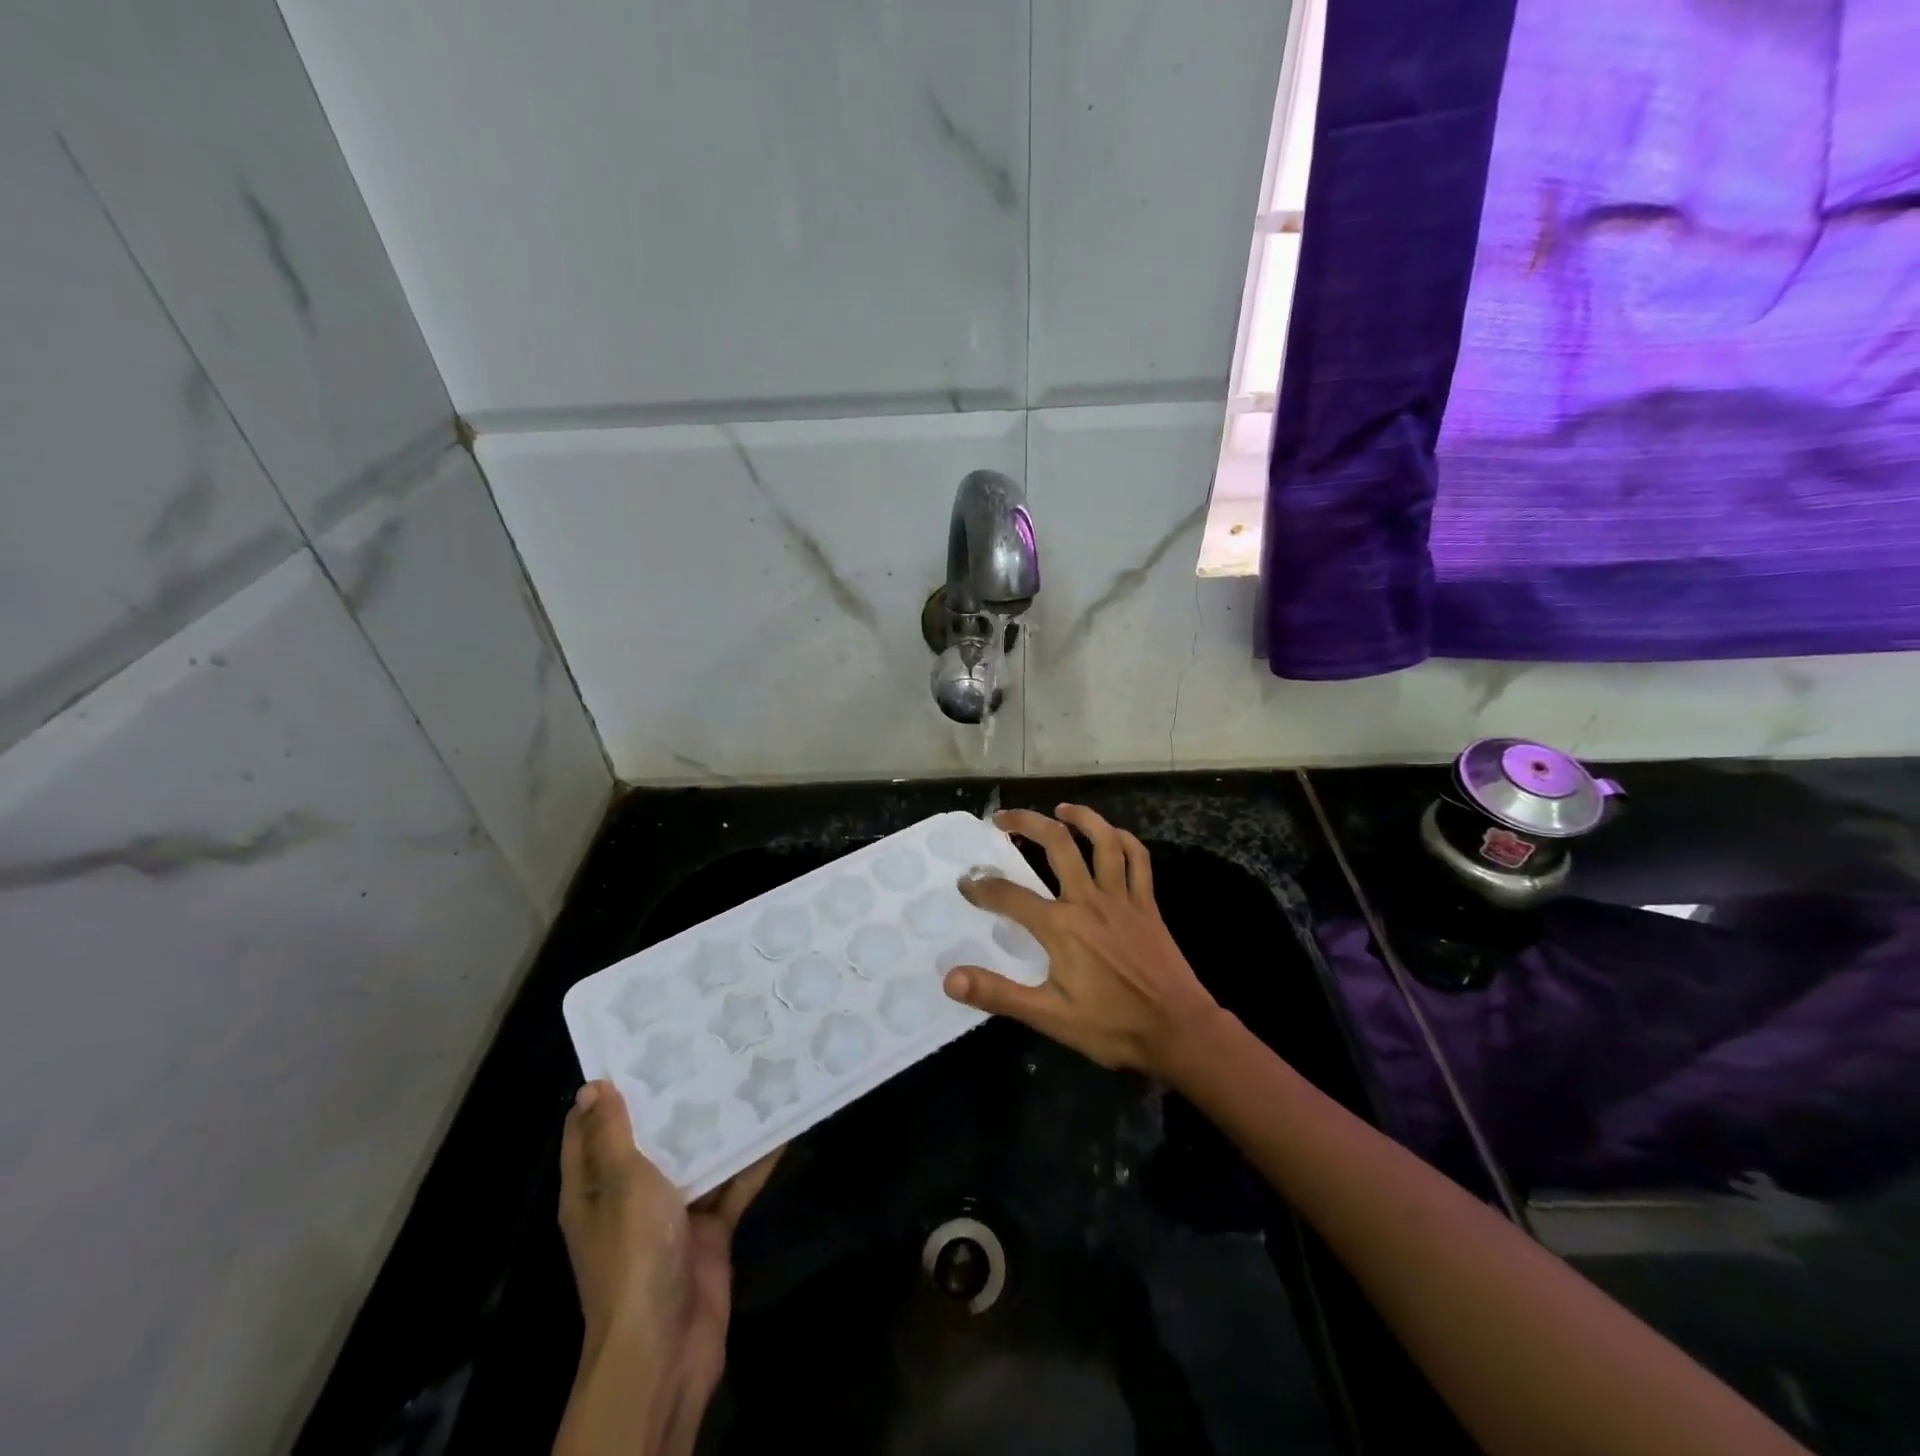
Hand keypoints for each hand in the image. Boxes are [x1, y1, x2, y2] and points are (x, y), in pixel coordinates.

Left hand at [557, 1080, 779, 1455]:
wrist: (666, 1345)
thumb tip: (593, 1086)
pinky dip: (754, 1161)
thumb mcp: (621, 1184)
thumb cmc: (634, 1255)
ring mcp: (672, 1214)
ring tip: (748, 1072)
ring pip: (697, 1158)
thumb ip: (613, 1136)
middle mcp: (630, 1196)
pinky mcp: (709, 1229)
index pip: (591, 1129)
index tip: (641, 1043)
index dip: (609, 1089)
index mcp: (594, 1188)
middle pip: (651, 1137)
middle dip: (676, 1098)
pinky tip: (780, 1126)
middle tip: (708, 1044)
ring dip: (719, 1125)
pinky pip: (733, 1185)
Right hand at [944, 805, 1223, 1079]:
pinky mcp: (1147, 904)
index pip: (1009, 896)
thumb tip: (950, 979)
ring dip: (1081, 818)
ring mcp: (1122, 898)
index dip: (982, 887)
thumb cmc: (1112, 1026)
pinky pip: (1138, 860)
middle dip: (1026, 823)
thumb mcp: (1049, 1016)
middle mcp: (1089, 900)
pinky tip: (1112, 835)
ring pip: (1103, 841)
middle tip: (1003, 819)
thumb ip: (998, 994)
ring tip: (1060, 809)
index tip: (965, 882)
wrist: (1178, 1030)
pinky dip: (1124, 840)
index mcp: (1061, 927)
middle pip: (1057, 845)